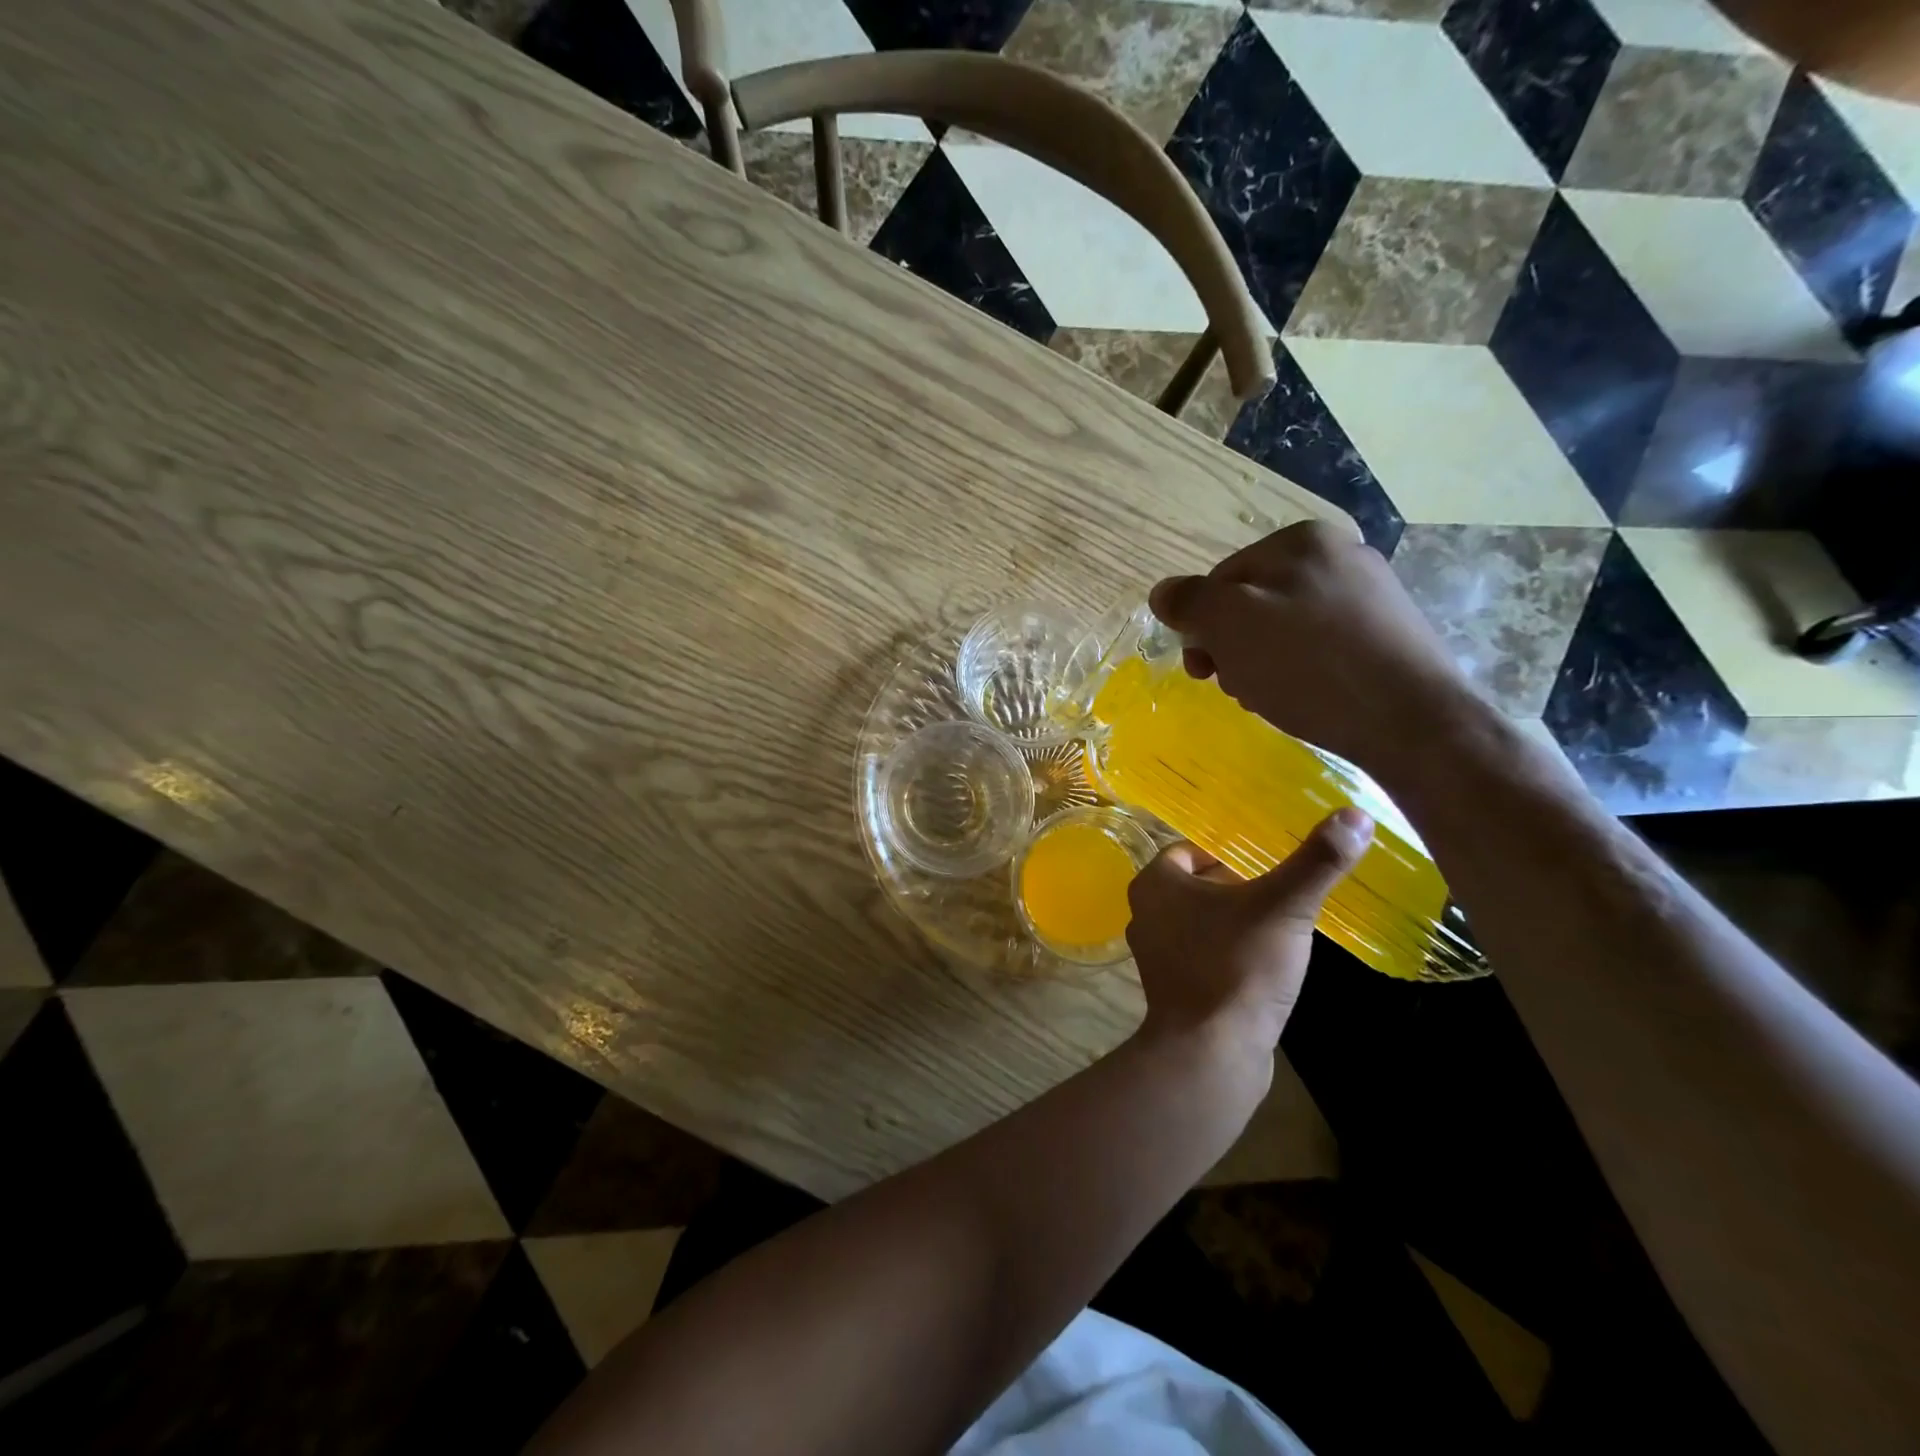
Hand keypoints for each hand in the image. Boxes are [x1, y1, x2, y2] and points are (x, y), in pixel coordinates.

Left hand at [1127, 808, 1373, 1050]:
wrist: (1211, 1053)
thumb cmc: (1237, 966)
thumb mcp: (1283, 907)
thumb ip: (1316, 862)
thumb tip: (1355, 815)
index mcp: (1155, 884)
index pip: (1191, 850)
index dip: (1228, 851)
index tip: (1267, 857)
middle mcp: (1145, 914)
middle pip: (1196, 885)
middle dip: (1236, 885)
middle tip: (1281, 887)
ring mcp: (1156, 955)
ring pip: (1199, 921)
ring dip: (1234, 919)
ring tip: (1280, 922)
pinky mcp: (1172, 988)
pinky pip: (1203, 954)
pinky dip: (1229, 951)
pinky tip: (1265, 962)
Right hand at [1149, 521, 1485, 785]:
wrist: (1412, 721)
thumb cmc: (1310, 666)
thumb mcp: (1231, 626)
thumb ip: (1190, 602)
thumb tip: (1162, 593)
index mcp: (1302, 540)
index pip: (1221, 579)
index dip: (1201, 626)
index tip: (1202, 670)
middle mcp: (1340, 555)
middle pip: (1253, 603)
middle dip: (1233, 647)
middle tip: (1236, 687)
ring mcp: (1370, 594)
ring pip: (1284, 627)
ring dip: (1261, 663)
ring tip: (1269, 697)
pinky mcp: (1387, 635)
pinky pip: (1320, 646)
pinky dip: (1300, 671)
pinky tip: (1305, 698)